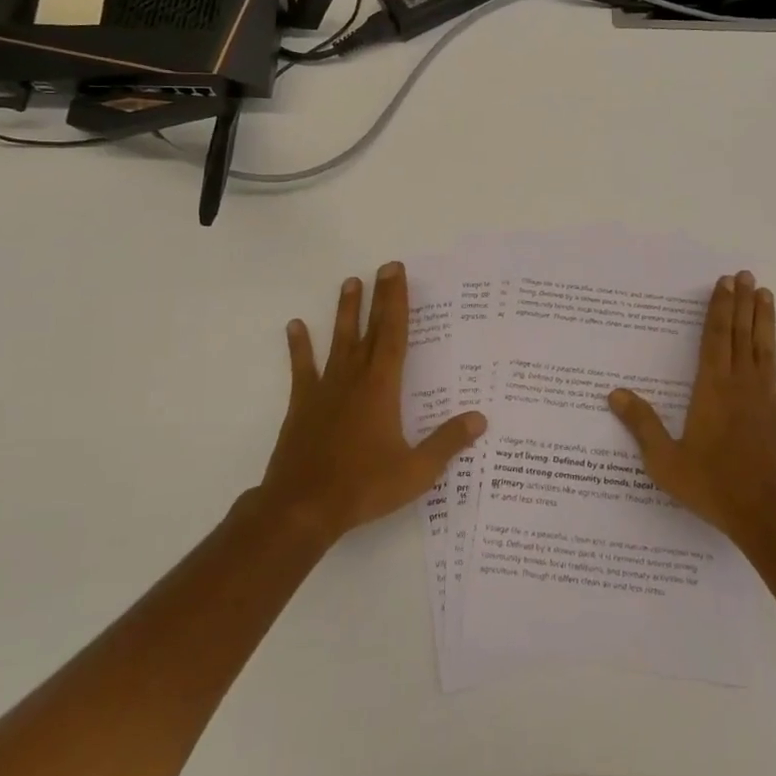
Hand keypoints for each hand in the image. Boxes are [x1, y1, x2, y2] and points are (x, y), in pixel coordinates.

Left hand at [252, 262, 485, 545]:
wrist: (302, 508)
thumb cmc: (363, 487)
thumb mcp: (416, 471)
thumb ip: (448, 442)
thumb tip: (480, 418)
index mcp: (382, 388)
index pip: (394, 335)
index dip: (397, 302)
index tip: (397, 273)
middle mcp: (354, 379)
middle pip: (370, 330)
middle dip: (379, 297)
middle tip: (384, 266)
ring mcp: (325, 390)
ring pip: (338, 341)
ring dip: (345, 312)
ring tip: (349, 282)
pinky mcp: (303, 405)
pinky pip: (302, 368)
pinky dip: (299, 347)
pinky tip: (295, 326)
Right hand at [608, 270, 775, 546]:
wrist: (770, 517)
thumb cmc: (714, 487)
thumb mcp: (666, 461)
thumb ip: (642, 424)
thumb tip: (614, 393)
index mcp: (711, 390)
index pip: (713, 339)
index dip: (718, 309)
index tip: (724, 283)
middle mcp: (741, 385)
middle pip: (740, 335)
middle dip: (741, 303)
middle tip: (745, 275)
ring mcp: (770, 400)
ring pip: (766, 350)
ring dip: (765, 321)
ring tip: (765, 293)